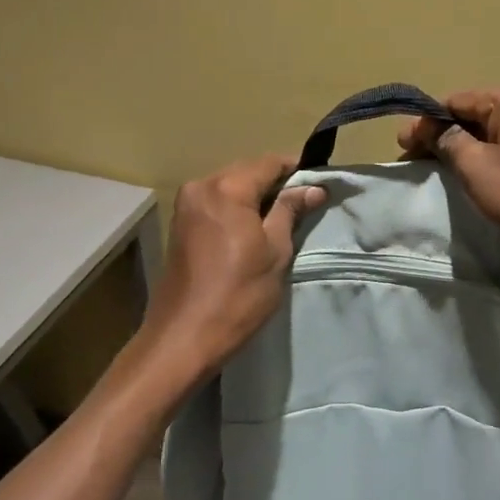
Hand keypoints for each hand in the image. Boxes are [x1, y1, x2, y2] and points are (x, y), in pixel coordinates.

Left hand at [140, 154, 326, 378]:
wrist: (184, 337)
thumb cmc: (238, 294)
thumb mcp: (275, 251)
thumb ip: (290, 211)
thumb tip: (313, 187)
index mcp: (227, 188)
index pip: (270, 162)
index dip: (297, 169)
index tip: (319, 182)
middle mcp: (201, 186)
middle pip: (247, 171)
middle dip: (276, 182)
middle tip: (305, 201)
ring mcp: (186, 205)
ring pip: (230, 186)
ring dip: (255, 196)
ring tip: (283, 217)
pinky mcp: (180, 223)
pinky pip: (216, 202)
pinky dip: (237, 208)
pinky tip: (254, 227)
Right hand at [399, 84, 499, 268]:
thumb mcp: (474, 166)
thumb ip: (445, 139)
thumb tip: (424, 126)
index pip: (457, 101)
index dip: (426, 122)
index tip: (402, 144)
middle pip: (475, 112)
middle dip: (443, 133)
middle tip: (413, 156)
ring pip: (491, 129)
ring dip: (463, 144)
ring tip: (436, 165)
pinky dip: (486, 153)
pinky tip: (469, 170)